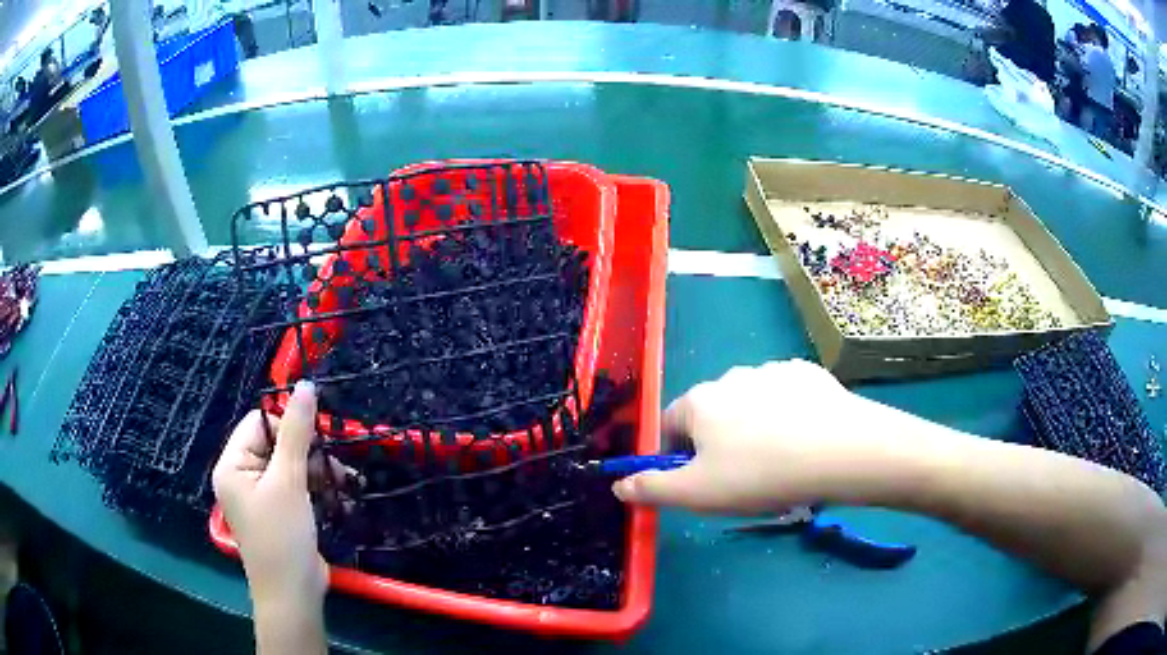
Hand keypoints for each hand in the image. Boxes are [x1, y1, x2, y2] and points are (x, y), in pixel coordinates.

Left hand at [212, 381, 328, 605]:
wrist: (294, 595)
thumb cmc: (283, 536)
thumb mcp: (289, 481)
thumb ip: (297, 432)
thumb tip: (306, 385)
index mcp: (232, 465)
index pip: (259, 424)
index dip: (288, 425)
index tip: (319, 437)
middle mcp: (242, 477)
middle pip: (277, 444)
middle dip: (309, 453)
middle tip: (337, 465)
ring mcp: (262, 497)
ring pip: (292, 466)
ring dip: (319, 472)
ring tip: (346, 482)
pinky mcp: (280, 512)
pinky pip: (297, 487)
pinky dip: (317, 489)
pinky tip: (340, 497)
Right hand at [612, 360, 893, 512]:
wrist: (840, 449)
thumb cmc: (760, 474)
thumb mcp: (697, 494)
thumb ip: (651, 489)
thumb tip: (618, 484)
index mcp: (700, 402)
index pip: (669, 425)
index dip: (675, 456)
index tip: (697, 481)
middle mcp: (731, 376)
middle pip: (712, 413)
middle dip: (717, 442)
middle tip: (741, 478)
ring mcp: (772, 370)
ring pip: (750, 404)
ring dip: (753, 427)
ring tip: (779, 461)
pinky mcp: (807, 373)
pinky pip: (786, 396)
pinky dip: (787, 414)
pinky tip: (805, 439)